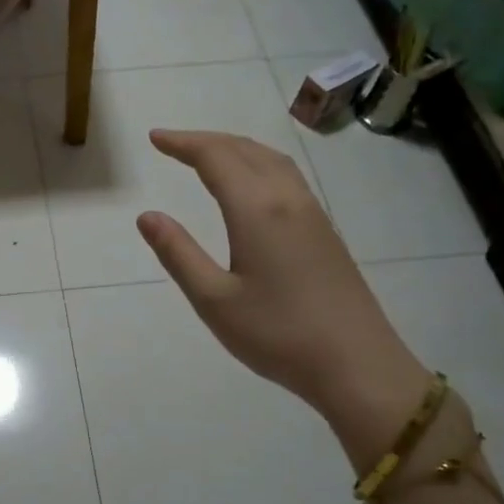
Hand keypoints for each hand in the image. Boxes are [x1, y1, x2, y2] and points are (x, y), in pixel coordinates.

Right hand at [136, 130, 428, 432]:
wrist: (357, 365)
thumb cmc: (277, 334)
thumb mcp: (214, 299)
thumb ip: (178, 254)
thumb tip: (147, 216)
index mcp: (257, 210)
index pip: (215, 158)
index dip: (183, 144)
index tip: (154, 138)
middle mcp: (287, 199)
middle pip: (245, 150)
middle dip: (206, 141)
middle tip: (172, 144)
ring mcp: (312, 214)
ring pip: (271, 160)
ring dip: (235, 149)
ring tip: (208, 155)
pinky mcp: (325, 232)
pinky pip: (287, 177)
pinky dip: (258, 164)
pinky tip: (251, 185)